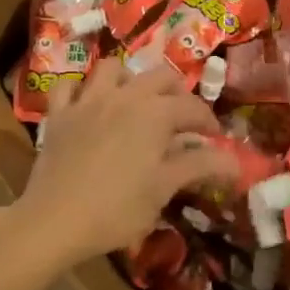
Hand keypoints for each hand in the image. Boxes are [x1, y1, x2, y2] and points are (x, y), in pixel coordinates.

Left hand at [10, 63, 236, 270]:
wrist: (54, 221)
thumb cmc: (117, 209)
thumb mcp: (164, 189)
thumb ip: (200, 166)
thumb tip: (235, 161)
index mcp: (156, 113)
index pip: (193, 108)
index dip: (209, 122)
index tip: (215, 139)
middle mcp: (125, 95)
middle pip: (160, 77)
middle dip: (177, 93)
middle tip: (182, 119)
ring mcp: (88, 100)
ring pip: (114, 68)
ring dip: (130, 79)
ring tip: (137, 101)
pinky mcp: (59, 113)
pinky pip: (68, 86)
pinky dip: (80, 89)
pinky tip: (88, 104)